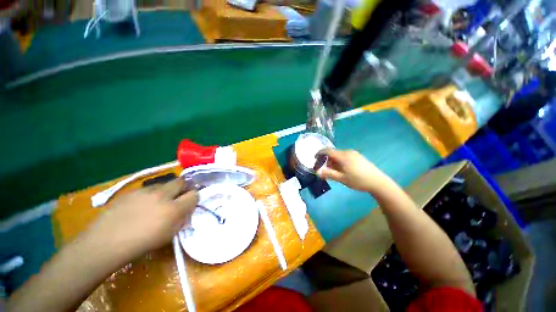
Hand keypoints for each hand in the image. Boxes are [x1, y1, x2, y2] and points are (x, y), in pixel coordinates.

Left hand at [89, 178, 198, 257]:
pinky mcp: (132, 191)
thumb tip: (187, 209)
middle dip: (184, 187)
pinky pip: (148, 188)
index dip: (195, 197)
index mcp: (173, 209)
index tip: (191, 201)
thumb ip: (182, 219)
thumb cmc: (141, 244)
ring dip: (167, 190)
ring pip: (164, 183)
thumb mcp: (169, 235)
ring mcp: (146, 191)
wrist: (105, 243)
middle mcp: (162, 195)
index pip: (194, 194)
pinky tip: (141, 205)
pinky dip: (151, 194)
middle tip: (179, 196)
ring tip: (159, 201)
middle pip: (181, 181)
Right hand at [317, 149, 390, 193]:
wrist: (378, 182)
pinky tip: (342, 170)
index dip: (319, 153)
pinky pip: (344, 157)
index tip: (314, 159)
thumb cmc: (358, 181)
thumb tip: (317, 171)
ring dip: (333, 162)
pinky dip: (339, 162)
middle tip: (324, 170)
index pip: (328, 150)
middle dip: (326, 160)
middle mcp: (348, 152)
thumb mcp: (342, 179)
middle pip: (333, 153)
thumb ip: (328, 174)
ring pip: (338, 155)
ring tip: (333, 172)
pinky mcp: (358, 157)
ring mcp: (354, 154)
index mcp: (343, 156)